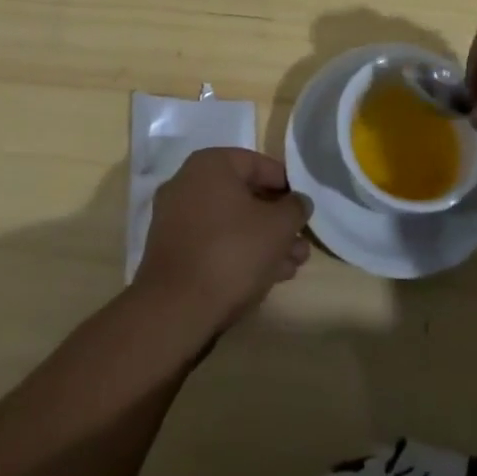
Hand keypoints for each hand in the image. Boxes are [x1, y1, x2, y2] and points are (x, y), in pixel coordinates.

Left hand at [133, 148, 311, 330]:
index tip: (304, 207)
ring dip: (263, 241)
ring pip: (230, 223)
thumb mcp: (277, 226)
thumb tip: (299, 202)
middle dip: (276, 220)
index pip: (259, 164)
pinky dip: (238, 253)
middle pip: (245, 196)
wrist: (175, 311)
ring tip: (292, 265)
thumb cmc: (231, 252)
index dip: (287, 185)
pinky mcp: (172, 252)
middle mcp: (188, 183)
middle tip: (301, 241)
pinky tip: (266, 277)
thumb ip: (295, 208)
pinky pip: (213, 243)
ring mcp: (176, 219)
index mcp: (210, 164)